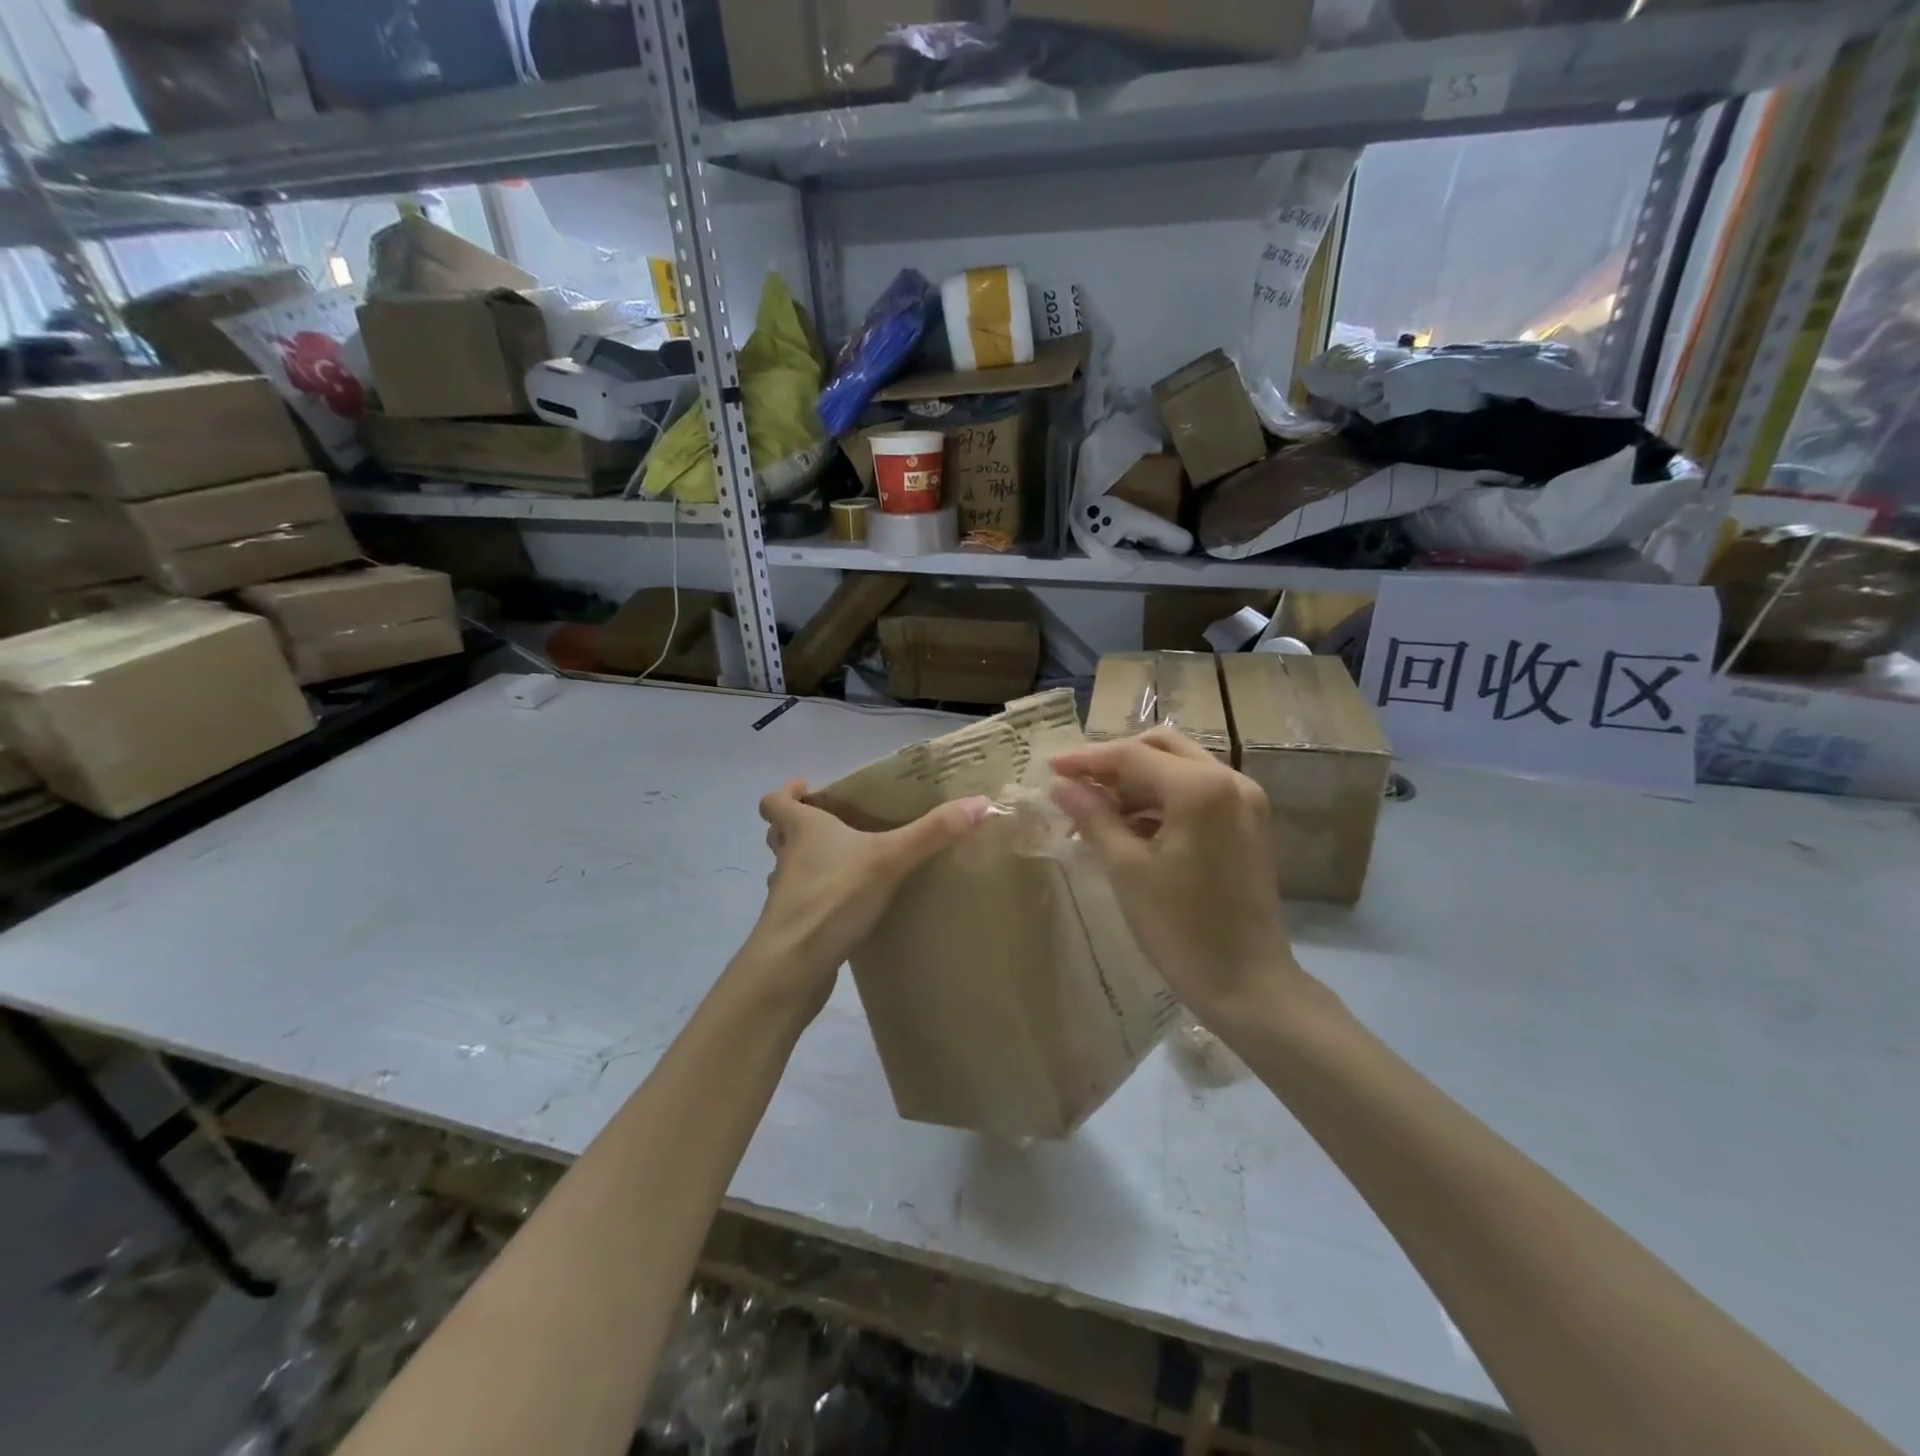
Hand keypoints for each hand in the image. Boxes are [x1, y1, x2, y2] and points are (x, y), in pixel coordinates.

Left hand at [741, 781, 991, 1017]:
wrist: (792, 969)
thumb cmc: (832, 899)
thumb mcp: (889, 859)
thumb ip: (933, 832)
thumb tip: (982, 803)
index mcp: (802, 831)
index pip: (776, 802)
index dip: (787, 793)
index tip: (809, 789)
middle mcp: (788, 858)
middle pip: (781, 834)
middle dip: (802, 826)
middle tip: (838, 824)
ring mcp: (787, 896)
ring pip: (791, 869)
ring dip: (810, 863)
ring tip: (848, 864)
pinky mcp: (795, 928)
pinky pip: (806, 903)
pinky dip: (823, 899)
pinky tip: (851, 907)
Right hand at [1050, 729, 1312, 1021]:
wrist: (1248, 984)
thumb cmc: (1180, 927)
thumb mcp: (1127, 869)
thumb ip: (1093, 817)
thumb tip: (1060, 786)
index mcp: (1201, 787)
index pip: (1132, 756)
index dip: (1087, 760)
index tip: (1050, 768)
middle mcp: (1230, 780)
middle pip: (1161, 749)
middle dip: (1115, 762)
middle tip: (1076, 785)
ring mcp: (1246, 801)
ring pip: (1180, 768)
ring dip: (1138, 781)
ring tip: (1096, 810)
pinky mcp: (1249, 824)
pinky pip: (1198, 794)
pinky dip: (1162, 800)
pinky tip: (1131, 826)